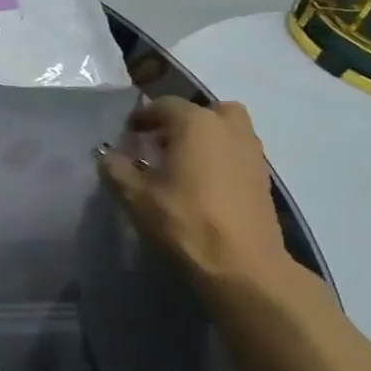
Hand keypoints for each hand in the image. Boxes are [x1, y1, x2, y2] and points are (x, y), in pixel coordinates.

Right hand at [96, 97, 292, 284]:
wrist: (242, 265)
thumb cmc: (184, 222)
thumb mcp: (136, 197)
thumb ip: (117, 170)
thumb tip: (107, 156)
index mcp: (196, 124)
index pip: (165, 105)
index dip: (143, 117)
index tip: (128, 133)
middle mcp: (229, 128)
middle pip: (205, 111)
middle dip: (183, 121)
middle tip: (162, 143)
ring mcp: (252, 152)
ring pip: (227, 130)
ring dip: (205, 138)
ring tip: (183, 164)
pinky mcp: (263, 178)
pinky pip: (237, 153)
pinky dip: (220, 158)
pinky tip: (203, 184)